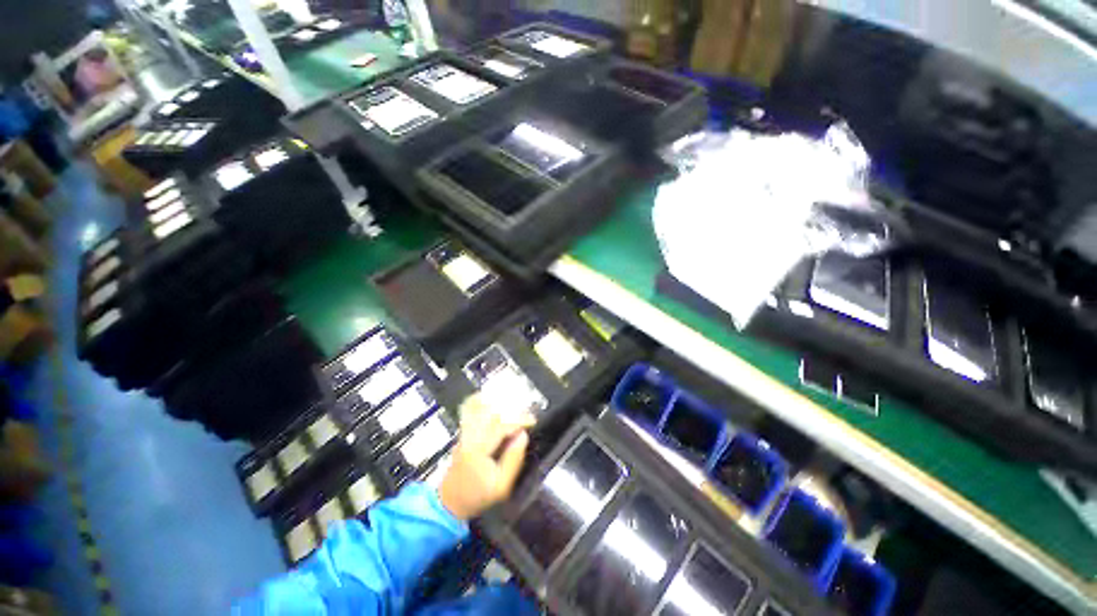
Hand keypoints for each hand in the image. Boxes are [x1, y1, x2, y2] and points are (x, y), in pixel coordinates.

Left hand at [437, 394, 535, 520]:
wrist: (449, 502)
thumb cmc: (477, 495)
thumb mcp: (501, 486)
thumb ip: (513, 460)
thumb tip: (523, 435)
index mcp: (479, 450)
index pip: (501, 426)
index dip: (519, 420)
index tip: (532, 421)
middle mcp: (469, 437)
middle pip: (490, 412)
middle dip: (511, 409)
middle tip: (525, 413)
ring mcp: (463, 433)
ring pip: (478, 408)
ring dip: (496, 402)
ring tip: (513, 404)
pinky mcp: (462, 432)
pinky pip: (469, 410)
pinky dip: (479, 401)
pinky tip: (490, 398)